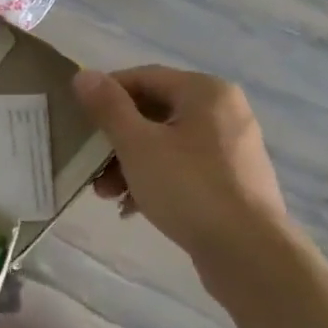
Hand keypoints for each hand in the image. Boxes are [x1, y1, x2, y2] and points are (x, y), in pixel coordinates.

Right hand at [72, 66, 291, 264]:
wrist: (248, 252)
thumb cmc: (188, 187)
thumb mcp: (137, 144)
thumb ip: (108, 107)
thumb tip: (83, 75)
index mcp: (205, 92)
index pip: (143, 77)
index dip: (106, 94)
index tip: (78, 118)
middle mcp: (224, 111)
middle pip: (154, 113)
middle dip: (115, 139)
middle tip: (89, 164)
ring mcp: (231, 147)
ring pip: (166, 143)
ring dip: (129, 163)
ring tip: (106, 194)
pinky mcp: (233, 179)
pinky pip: (183, 167)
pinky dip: (155, 179)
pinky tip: (132, 207)